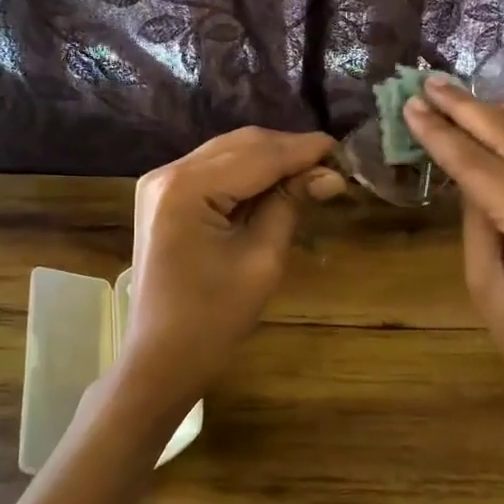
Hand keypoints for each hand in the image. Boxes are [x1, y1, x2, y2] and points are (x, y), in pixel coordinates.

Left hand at [123, 126, 344, 403]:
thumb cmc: (214, 319)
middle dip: (287, 150)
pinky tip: (275, 183)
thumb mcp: (261, 259)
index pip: (258, 155)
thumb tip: (330, 174)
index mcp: (187, 187)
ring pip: (228, 152)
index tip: (343, 150)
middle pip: (241, 145)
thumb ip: (290, 205)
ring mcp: (160, 183)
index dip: (303, 150)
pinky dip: (247, 173)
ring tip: (310, 172)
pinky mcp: (164, 197)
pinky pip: (213, 170)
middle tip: (331, 164)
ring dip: (269, 158)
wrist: (161, 358)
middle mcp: (168, 172)